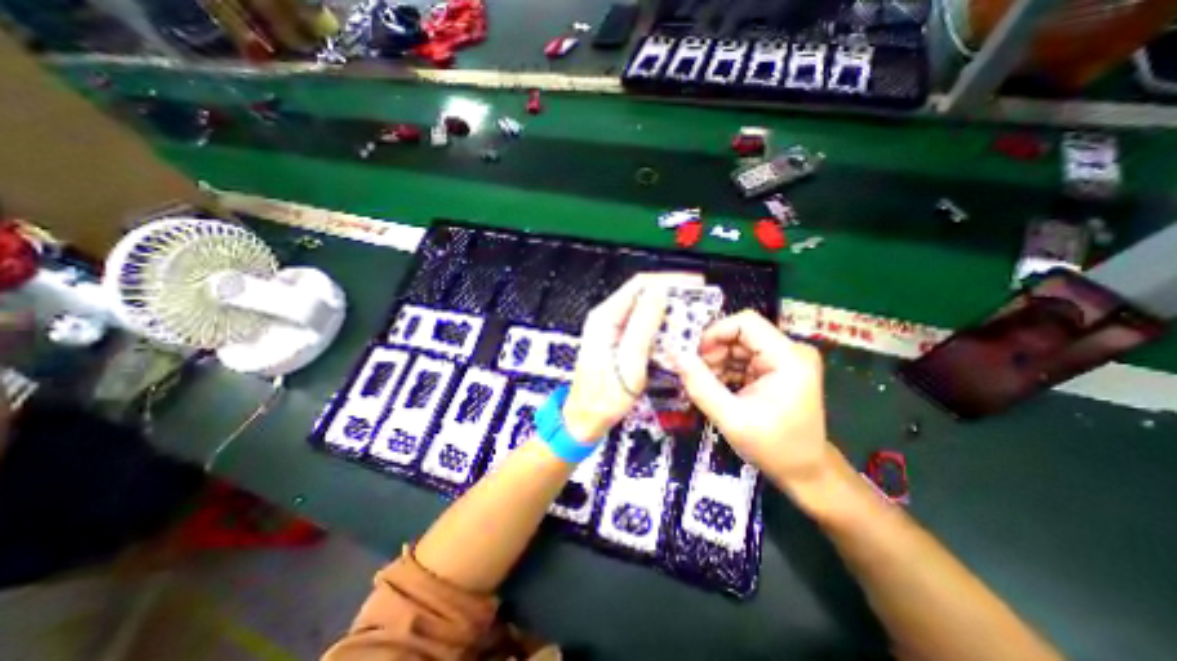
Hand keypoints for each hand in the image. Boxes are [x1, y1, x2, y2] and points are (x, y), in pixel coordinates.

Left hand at [563, 270, 701, 441]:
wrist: (585, 419)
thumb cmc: (604, 397)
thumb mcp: (628, 363)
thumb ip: (643, 326)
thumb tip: (659, 293)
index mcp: (605, 318)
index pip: (639, 284)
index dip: (669, 280)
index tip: (694, 284)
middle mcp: (606, 318)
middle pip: (642, 294)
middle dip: (671, 295)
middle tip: (698, 302)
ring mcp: (610, 329)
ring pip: (643, 309)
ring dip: (667, 310)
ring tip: (691, 315)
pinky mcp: (616, 340)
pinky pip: (641, 324)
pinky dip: (659, 325)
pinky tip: (673, 332)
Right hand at [670, 311, 835, 508]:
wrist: (805, 472)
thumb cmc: (773, 448)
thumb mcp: (731, 418)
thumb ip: (701, 385)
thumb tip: (675, 355)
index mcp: (788, 358)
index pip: (746, 322)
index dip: (715, 333)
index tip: (695, 355)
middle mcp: (791, 351)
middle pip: (741, 334)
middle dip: (714, 351)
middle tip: (697, 375)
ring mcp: (786, 359)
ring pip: (740, 345)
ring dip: (718, 362)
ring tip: (707, 385)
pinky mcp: (779, 368)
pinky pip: (745, 358)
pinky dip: (727, 370)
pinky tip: (718, 388)